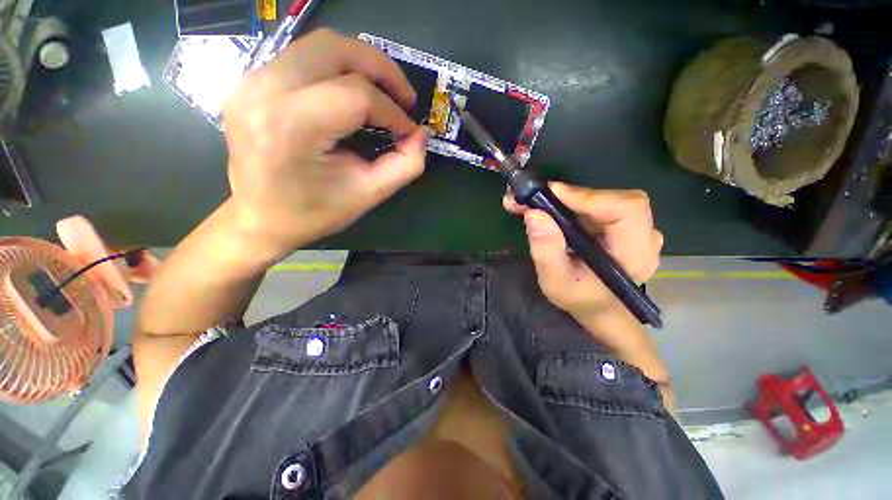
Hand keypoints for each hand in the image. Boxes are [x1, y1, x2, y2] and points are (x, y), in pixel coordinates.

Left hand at [221, 29, 426, 255]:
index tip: (409, 131)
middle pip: (335, 49)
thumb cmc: (313, 213)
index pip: (356, 96)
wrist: (259, 218)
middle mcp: (264, 90)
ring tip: (385, 93)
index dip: (393, 111)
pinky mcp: (252, 81)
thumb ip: (405, 165)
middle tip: (404, 98)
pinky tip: (354, 94)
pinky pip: (305, 58)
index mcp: (291, 126)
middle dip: (381, 69)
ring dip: (361, 63)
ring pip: (320, 45)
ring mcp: (252, 81)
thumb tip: (421, 134)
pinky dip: (339, 69)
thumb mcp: (368, 195)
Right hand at [505, 183, 662, 326]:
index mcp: (635, 253)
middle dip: (569, 195)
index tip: (551, 194)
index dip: (589, 196)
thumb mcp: (555, 281)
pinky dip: (568, 202)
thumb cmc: (580, 299)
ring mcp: (634, 227)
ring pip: (600, 198)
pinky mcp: (619, 223)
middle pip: (611, 199)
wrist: (598, 308)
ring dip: (564, 198)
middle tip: (531, 197)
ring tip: (531, 202)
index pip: (626, 209)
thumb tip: (534, 213)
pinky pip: (595, 204)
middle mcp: (642, 235)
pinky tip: (546, 207)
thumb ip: (546, 250)